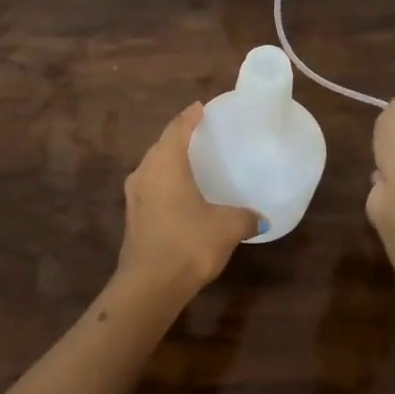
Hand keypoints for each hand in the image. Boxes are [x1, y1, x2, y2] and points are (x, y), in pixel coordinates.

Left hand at [119, 104, 260, 296]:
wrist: (149, 285)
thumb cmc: (189, 242)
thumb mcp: (227, 227)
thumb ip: (245, 217)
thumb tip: (262, 219)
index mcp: (166, 163)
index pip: (177, 128)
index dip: (189, 116)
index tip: (200, 108)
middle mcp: (145, 172)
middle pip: (161, 146)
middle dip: (178, 137)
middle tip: (198, 134)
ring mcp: (134, 196)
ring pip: (153, 168)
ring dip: (168, 163)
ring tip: (189, 163)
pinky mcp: (132, 218)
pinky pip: (150, 189)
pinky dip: (164, 185)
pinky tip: (179, 196)